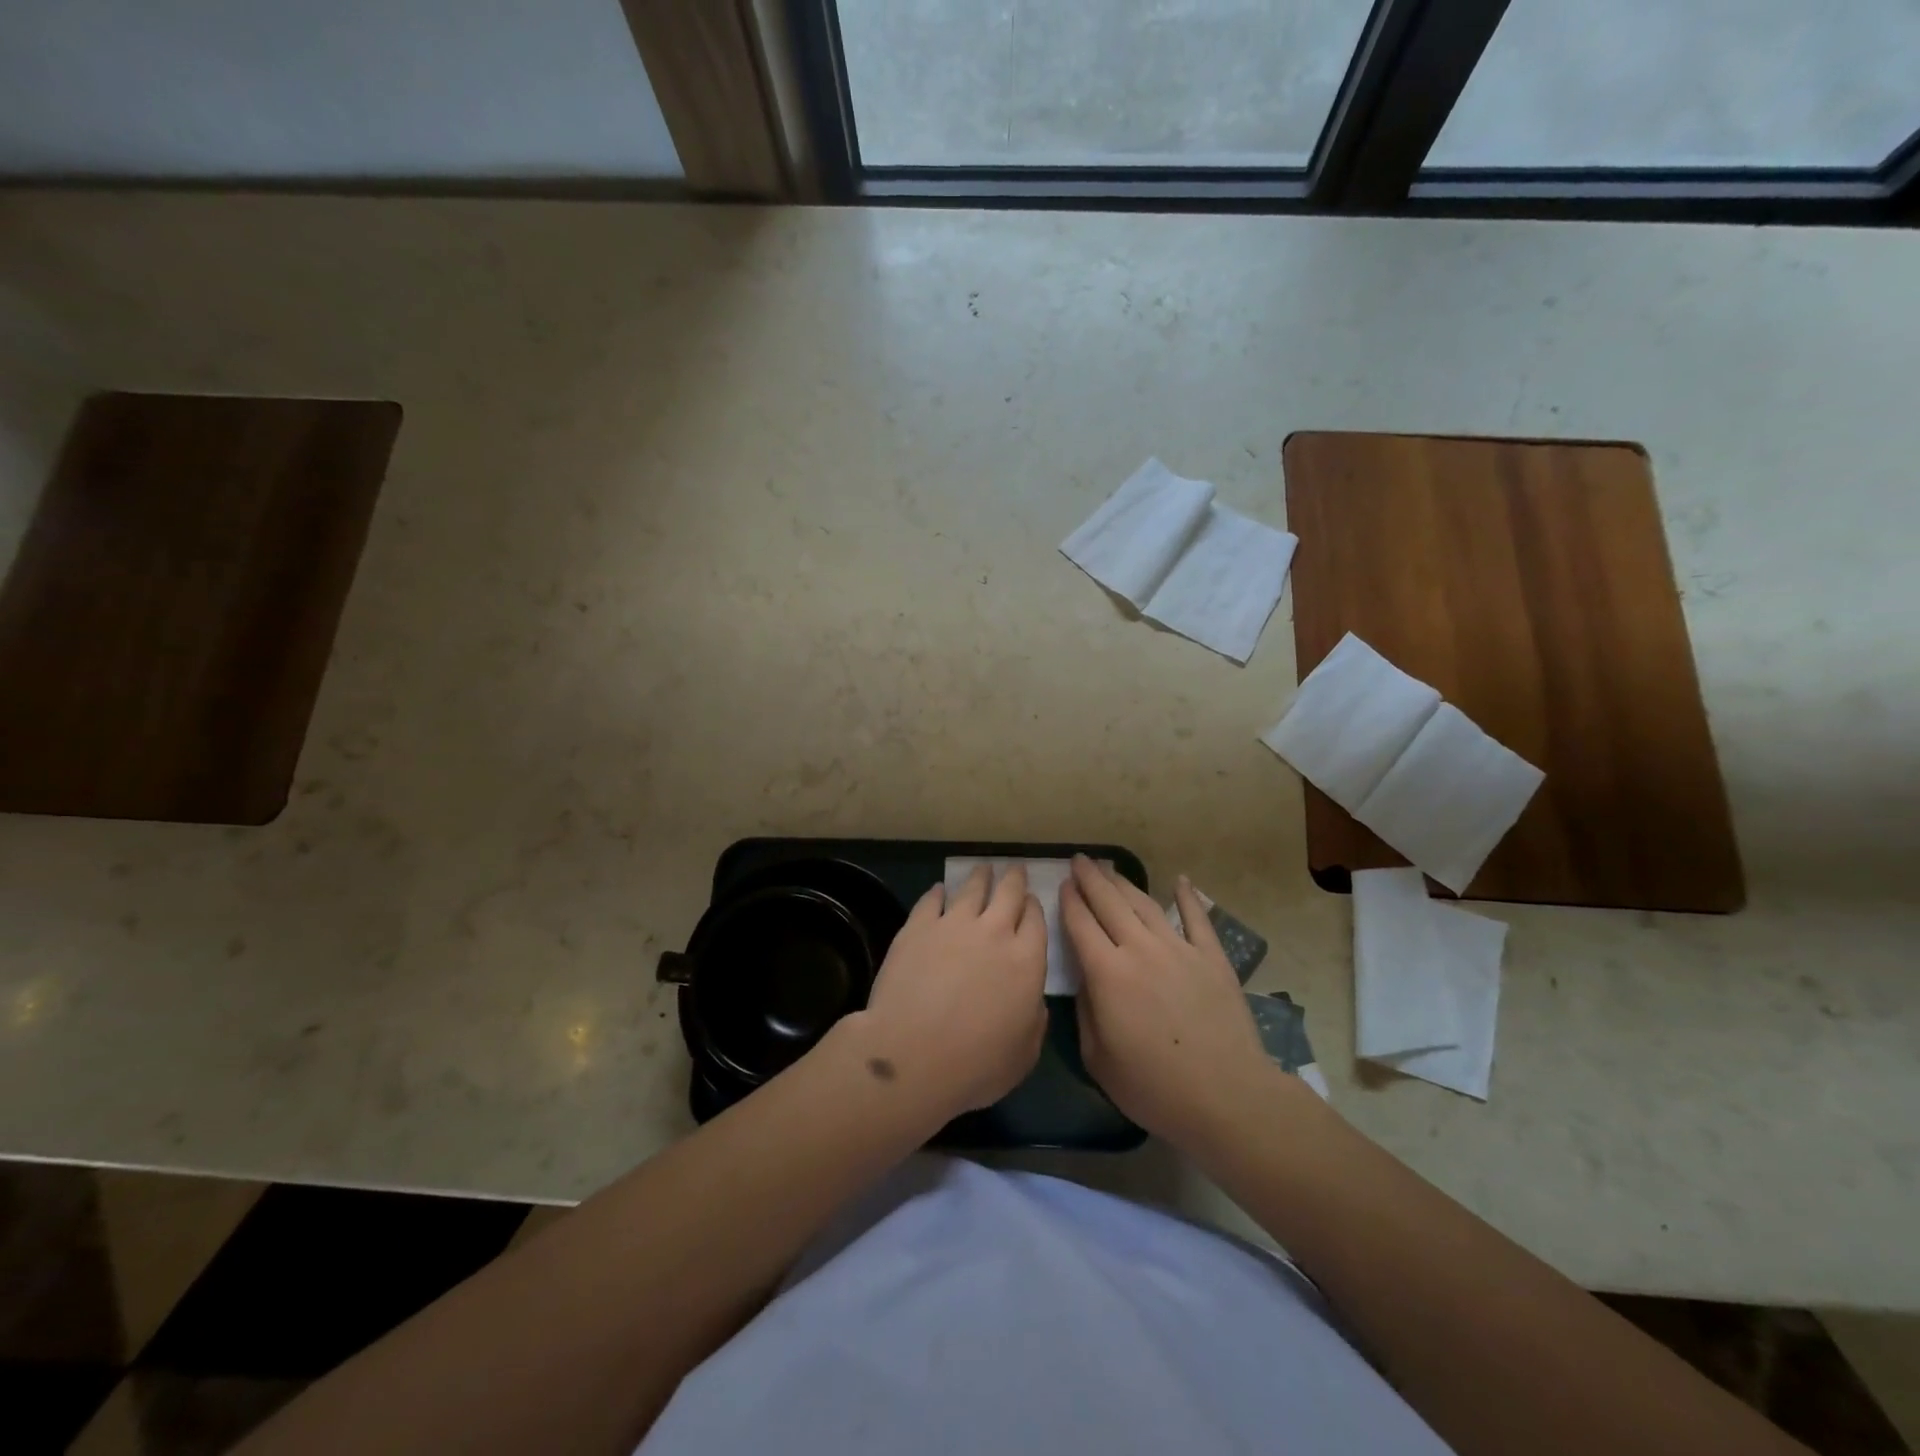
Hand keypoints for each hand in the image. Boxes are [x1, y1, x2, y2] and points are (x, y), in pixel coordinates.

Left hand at [845, 864, 1047, 1123]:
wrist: (913, 1054)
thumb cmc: (976, 1065)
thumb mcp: (1024, 1055)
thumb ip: (1034, 1021)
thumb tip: (1034, 1003)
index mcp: (1027, 961)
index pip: (1036, 921)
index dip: (1034, 908)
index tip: (1031, 901)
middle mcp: (995, 933)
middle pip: (1009, 893)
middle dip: (1014, 878)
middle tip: (1014, 869)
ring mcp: (954, 925)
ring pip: (972, 888)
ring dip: (980, 876)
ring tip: (982, 869)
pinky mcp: (918, 927)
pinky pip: (932, 899)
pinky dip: (938, 892)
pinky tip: (939, 889)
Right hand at [1060, 855, 1276, 1146]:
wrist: (1226, 1096)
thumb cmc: (1154, 1087)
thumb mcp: (1098, 1058)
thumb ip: (1086, 1011)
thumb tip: (1086, 980)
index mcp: (1107, 973)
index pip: (1080, 924)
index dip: (1069, 901)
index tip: (1062, 884)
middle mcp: (1140, 949)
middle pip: (1109, 903)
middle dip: (1091, 879)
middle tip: (1080, 860)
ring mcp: (1179, 949)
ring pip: (1145, 904)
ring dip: (1125, 883)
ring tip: (1111, 868)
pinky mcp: (1212, 957)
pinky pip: (1197, 918)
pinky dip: (1187, 897)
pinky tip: (1181, 880)